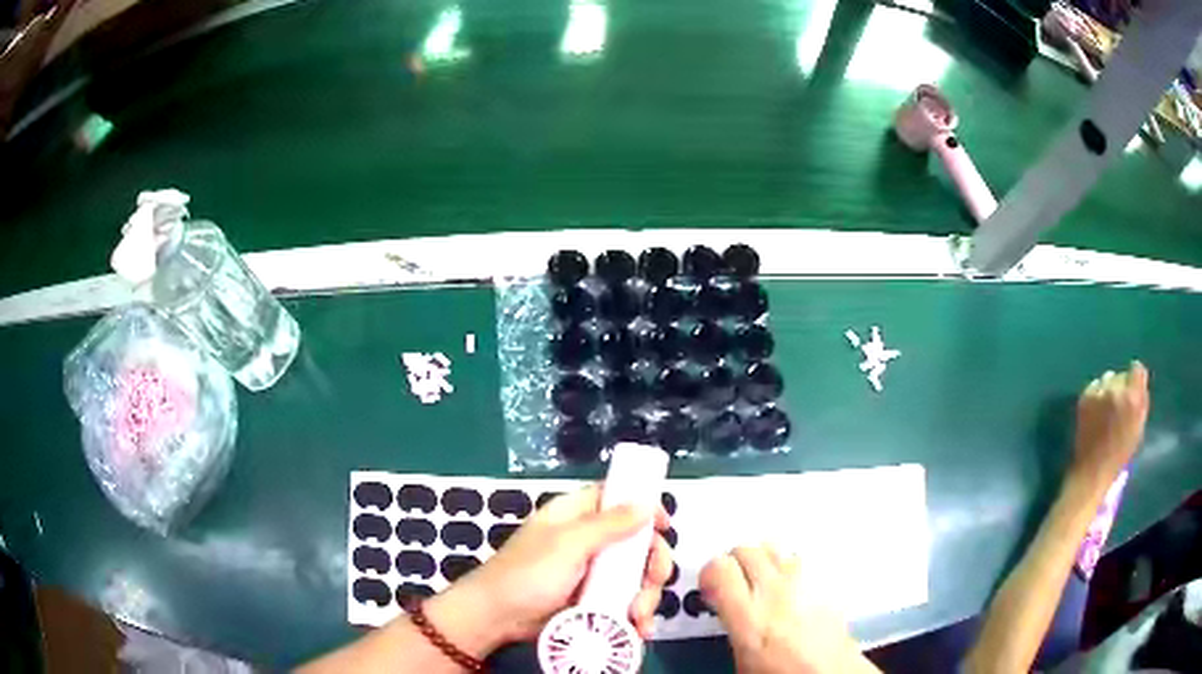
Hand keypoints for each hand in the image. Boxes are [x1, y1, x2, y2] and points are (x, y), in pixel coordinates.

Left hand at [430, 485, 672, 654]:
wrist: (496, 618)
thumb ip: (609, 525)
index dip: (643, 507)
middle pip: (635, 542)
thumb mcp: (568, 545)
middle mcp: (587, 540)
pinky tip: (638, 629)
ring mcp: (591, 573)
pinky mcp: (591, 600)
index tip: (665, 526)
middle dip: (651, 563)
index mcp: (575, 515)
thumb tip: (647, 502)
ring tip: (639, 616)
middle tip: (653, 581)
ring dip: (644, 596)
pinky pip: (623, 600)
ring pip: (633, 575)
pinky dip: (633, 613)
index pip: (616, 498)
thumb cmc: (527, 573)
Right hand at [700, 545, 878, 673]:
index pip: (719, 568)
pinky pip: (804, 561)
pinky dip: (793, 568)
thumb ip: (733, 624)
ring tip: (765, 582)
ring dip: (766, 560)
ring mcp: (808, 582)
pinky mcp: (830, 582)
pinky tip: (793, 589)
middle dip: (736, 562)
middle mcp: (779, 592)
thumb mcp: (742, 660)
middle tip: (734, 583)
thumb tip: (725, 609)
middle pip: (747, 549)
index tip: (710, 588)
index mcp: (750, 616)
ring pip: (777, 547)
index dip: (710, 574)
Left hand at [1072, 361, 1149, 486]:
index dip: (1136, 378)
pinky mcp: (1085, 397)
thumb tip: (1141, 382)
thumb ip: (1141, 402)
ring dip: (1109, 388)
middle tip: (1119, 405)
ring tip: (1107, 408)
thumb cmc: (1119, 455)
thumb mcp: (1138, 428)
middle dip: (1122, 386)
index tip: (1134, 388)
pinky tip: (1096, 410)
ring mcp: (1099, 392)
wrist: (1092, 472)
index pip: (1138, 368)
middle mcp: (1116, 390)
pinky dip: (1096, 394)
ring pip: (1107, 377)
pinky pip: (1094, 385)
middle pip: (1121, 374)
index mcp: (1133, 398)